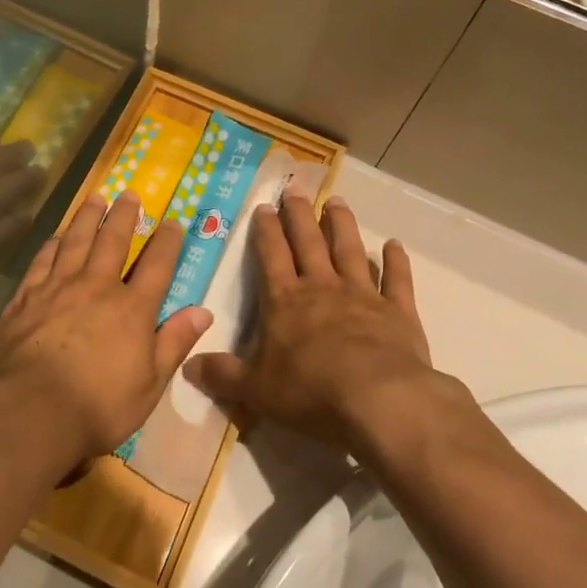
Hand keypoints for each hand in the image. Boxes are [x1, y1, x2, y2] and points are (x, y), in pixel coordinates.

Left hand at [0, 192, 213, 479]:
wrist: (29, 411)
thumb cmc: (97, 407)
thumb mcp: (149, 385)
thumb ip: (174, 343)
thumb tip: (203, 311)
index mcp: (132, 309)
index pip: (157, 266)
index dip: (167, 242)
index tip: (173, 222)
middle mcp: (96, 287)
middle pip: (113, 242)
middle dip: (124, 216)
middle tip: (129, 194)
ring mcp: (57, 288)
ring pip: (76, 241)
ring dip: (87, 218)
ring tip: (95, 198)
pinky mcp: (26, 297)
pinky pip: (42, 260)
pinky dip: (52, 244)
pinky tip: (56, 236)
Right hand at [186, 193, 438, 450]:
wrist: (379, 400)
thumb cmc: (311, 392)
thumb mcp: (256, 389)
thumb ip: (223, 375)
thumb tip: (188, 367)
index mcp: (285, 301)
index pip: (271, 256)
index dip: (266, 231)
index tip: (264, 206)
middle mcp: (323, 288)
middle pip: (308, 243)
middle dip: (299, 214)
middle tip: (296, 187)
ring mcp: (363, 296)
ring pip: (350, 250)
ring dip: (342, 225)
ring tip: (336, 201)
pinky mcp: (398, 312)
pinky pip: (397, 280)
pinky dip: (396, 262)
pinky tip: (395, 245)